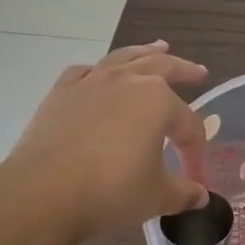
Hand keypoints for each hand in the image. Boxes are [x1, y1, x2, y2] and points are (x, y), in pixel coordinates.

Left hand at [2, 42, 210, 239]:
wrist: (44, 191)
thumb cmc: (109, 191)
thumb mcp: (155, 197)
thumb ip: (183, 193)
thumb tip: (200, 195)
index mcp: (158, 101)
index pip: (188, 125)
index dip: (196, 152)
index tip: (196, 180)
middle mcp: (127, 80)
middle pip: (163, 68)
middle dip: (184, 70)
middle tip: (198, 72)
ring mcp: (92, 81)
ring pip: (124, 58)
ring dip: (144, 53)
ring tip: (158, 48)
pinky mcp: (62, 91)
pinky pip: (85, 72)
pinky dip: (98, 71)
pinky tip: (99, 74)